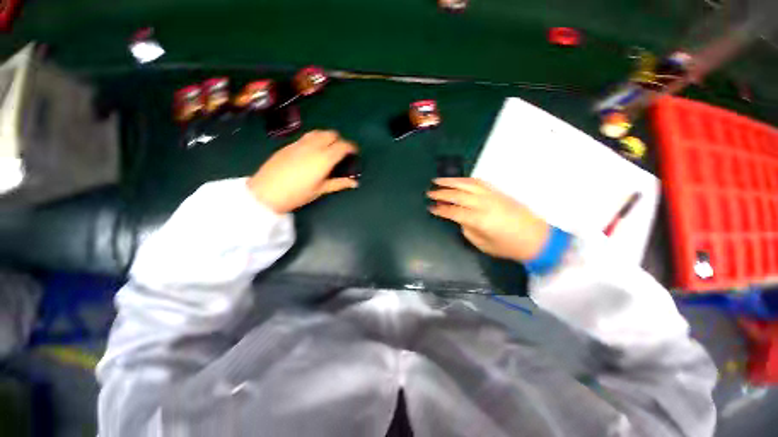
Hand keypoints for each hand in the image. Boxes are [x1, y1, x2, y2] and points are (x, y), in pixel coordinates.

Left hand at [247, 130, 358, 212]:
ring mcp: (300, 143)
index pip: (343, 146)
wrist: (266, 192)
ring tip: (328, 148)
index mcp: (324, 158)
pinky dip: (315, 139)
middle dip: (340, 140)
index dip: (351, 147)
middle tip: (341, 152)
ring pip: (318, 132)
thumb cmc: (297, 194)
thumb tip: (355, 183)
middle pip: (331, 134)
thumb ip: (339, 184)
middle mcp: (313, 146)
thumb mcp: (320, 190)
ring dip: (327, 137)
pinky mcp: (289, 144)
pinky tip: (312, 150)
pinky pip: (307, 136)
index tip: (355, 152)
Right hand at [427, 178, 549, 261]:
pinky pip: (478, 182)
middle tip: (429, 192)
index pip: (453, 211)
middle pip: (457, 195)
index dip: (440, 210)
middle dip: (441, 193)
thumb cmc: (508, 247)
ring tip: (438, 180)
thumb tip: (458, 218)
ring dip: (451, 181)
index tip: (430, 207)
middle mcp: (483, 204)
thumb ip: (467, 229)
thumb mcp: (483, 244)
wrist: (537, 238)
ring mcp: (491, 195)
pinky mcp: (498, 192)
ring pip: (467, 184)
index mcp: (479, 220)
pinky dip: (465, 180)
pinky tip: (458, 180)